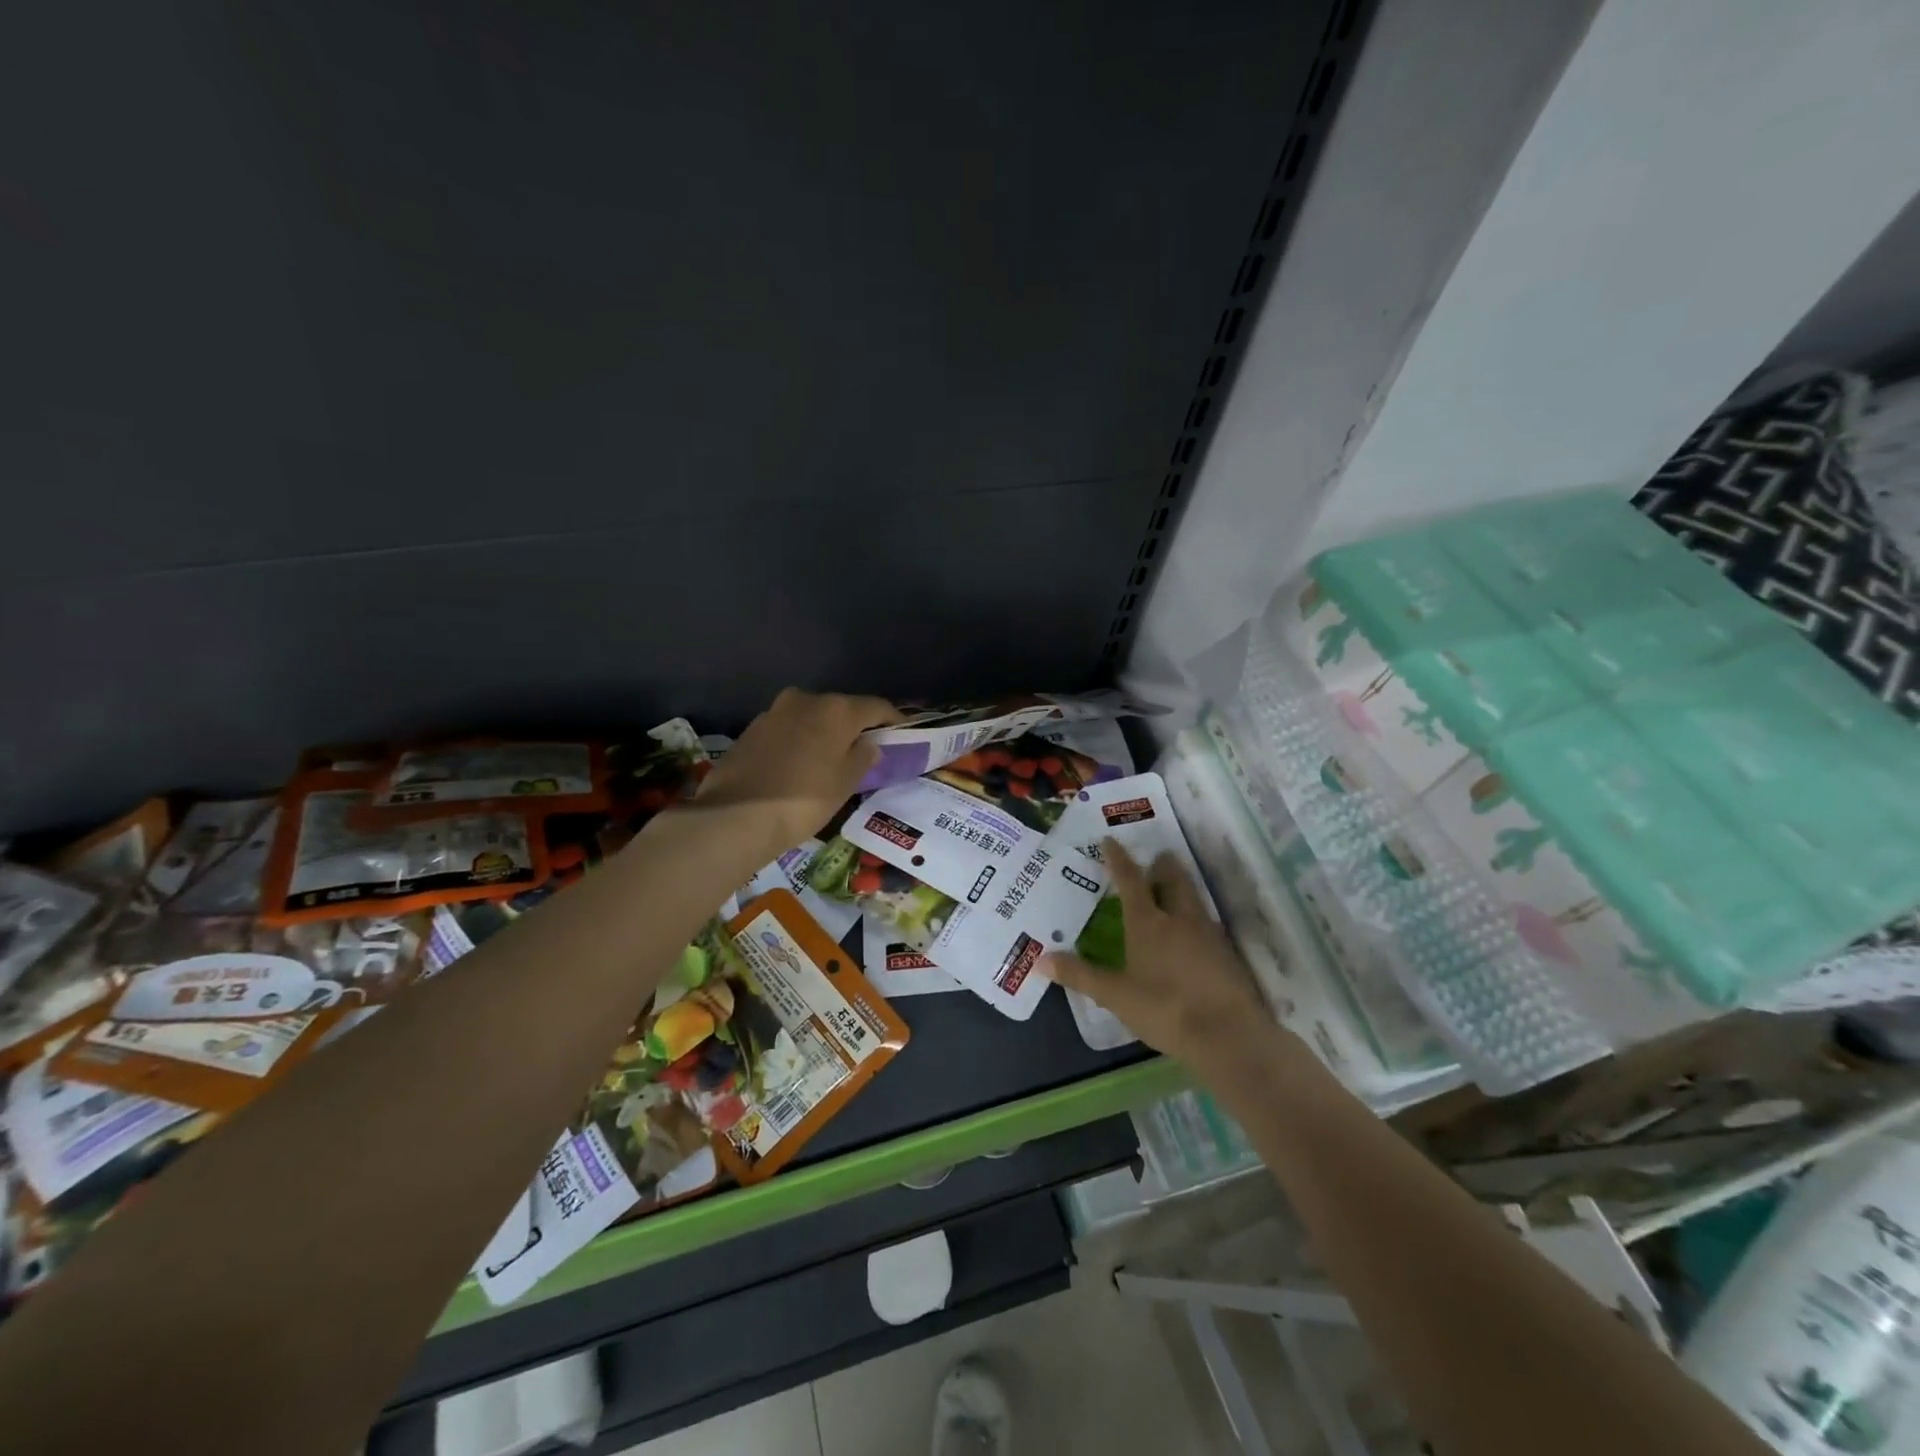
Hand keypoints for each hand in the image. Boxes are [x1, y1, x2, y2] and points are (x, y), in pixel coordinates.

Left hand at [693, 688, 899, 854]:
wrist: (735, 816)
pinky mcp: (752, 729)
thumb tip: (869, 744)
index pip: (876, 706)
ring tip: (831, 758)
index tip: (902, 734)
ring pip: (811, 717)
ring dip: (824, 732)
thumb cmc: (804, 800)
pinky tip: (799, 764)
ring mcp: (774, 711)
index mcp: (836, 709)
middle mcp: (806, 699)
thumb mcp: (845, 783)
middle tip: (866, 749)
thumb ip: (863, 758)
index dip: (893, 720)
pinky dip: (800, 741)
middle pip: (841, 708)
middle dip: (855, 726)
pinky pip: (788, 729)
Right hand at [1045, 839, 1270, 1064]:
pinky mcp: (1228, 954)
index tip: (1111, 840)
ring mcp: (1208, 934)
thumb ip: (1080, 975)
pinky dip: (1196, 917)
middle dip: (1163, 866)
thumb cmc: (1165, 1010)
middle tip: (1156, 857)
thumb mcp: (1116, 996)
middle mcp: (1180, 919)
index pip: (1130, 880)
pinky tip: (1193, 933)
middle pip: (1173, 879)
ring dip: (1182, 887)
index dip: (1118, 859)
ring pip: (1194, 898)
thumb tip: (1040, 960)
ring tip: (1172, 889)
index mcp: (1148, 923)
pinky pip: (1207, 923)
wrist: (1228, 1036)